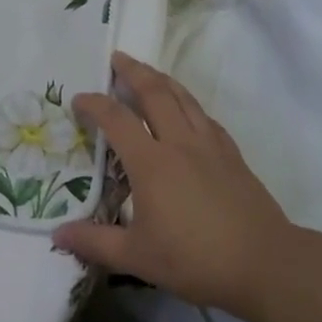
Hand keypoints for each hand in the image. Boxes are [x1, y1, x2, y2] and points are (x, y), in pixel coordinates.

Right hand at [53, 52, 294, 318]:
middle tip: (117, 57)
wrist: (265, 263)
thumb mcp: (137, 257)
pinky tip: (186, 109)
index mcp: (151, 162)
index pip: (116, 119)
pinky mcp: (232, 155)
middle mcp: (179, 143)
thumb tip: (56, 235)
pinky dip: (188, 103)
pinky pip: (204, 116)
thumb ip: (94, 242)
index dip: (94, 104)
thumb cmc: (195, 259)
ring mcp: (209, 145)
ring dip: (161, 79)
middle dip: (133, 71)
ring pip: (183, 98)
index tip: (79, 99)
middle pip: (154, 93)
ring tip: (147, 71)